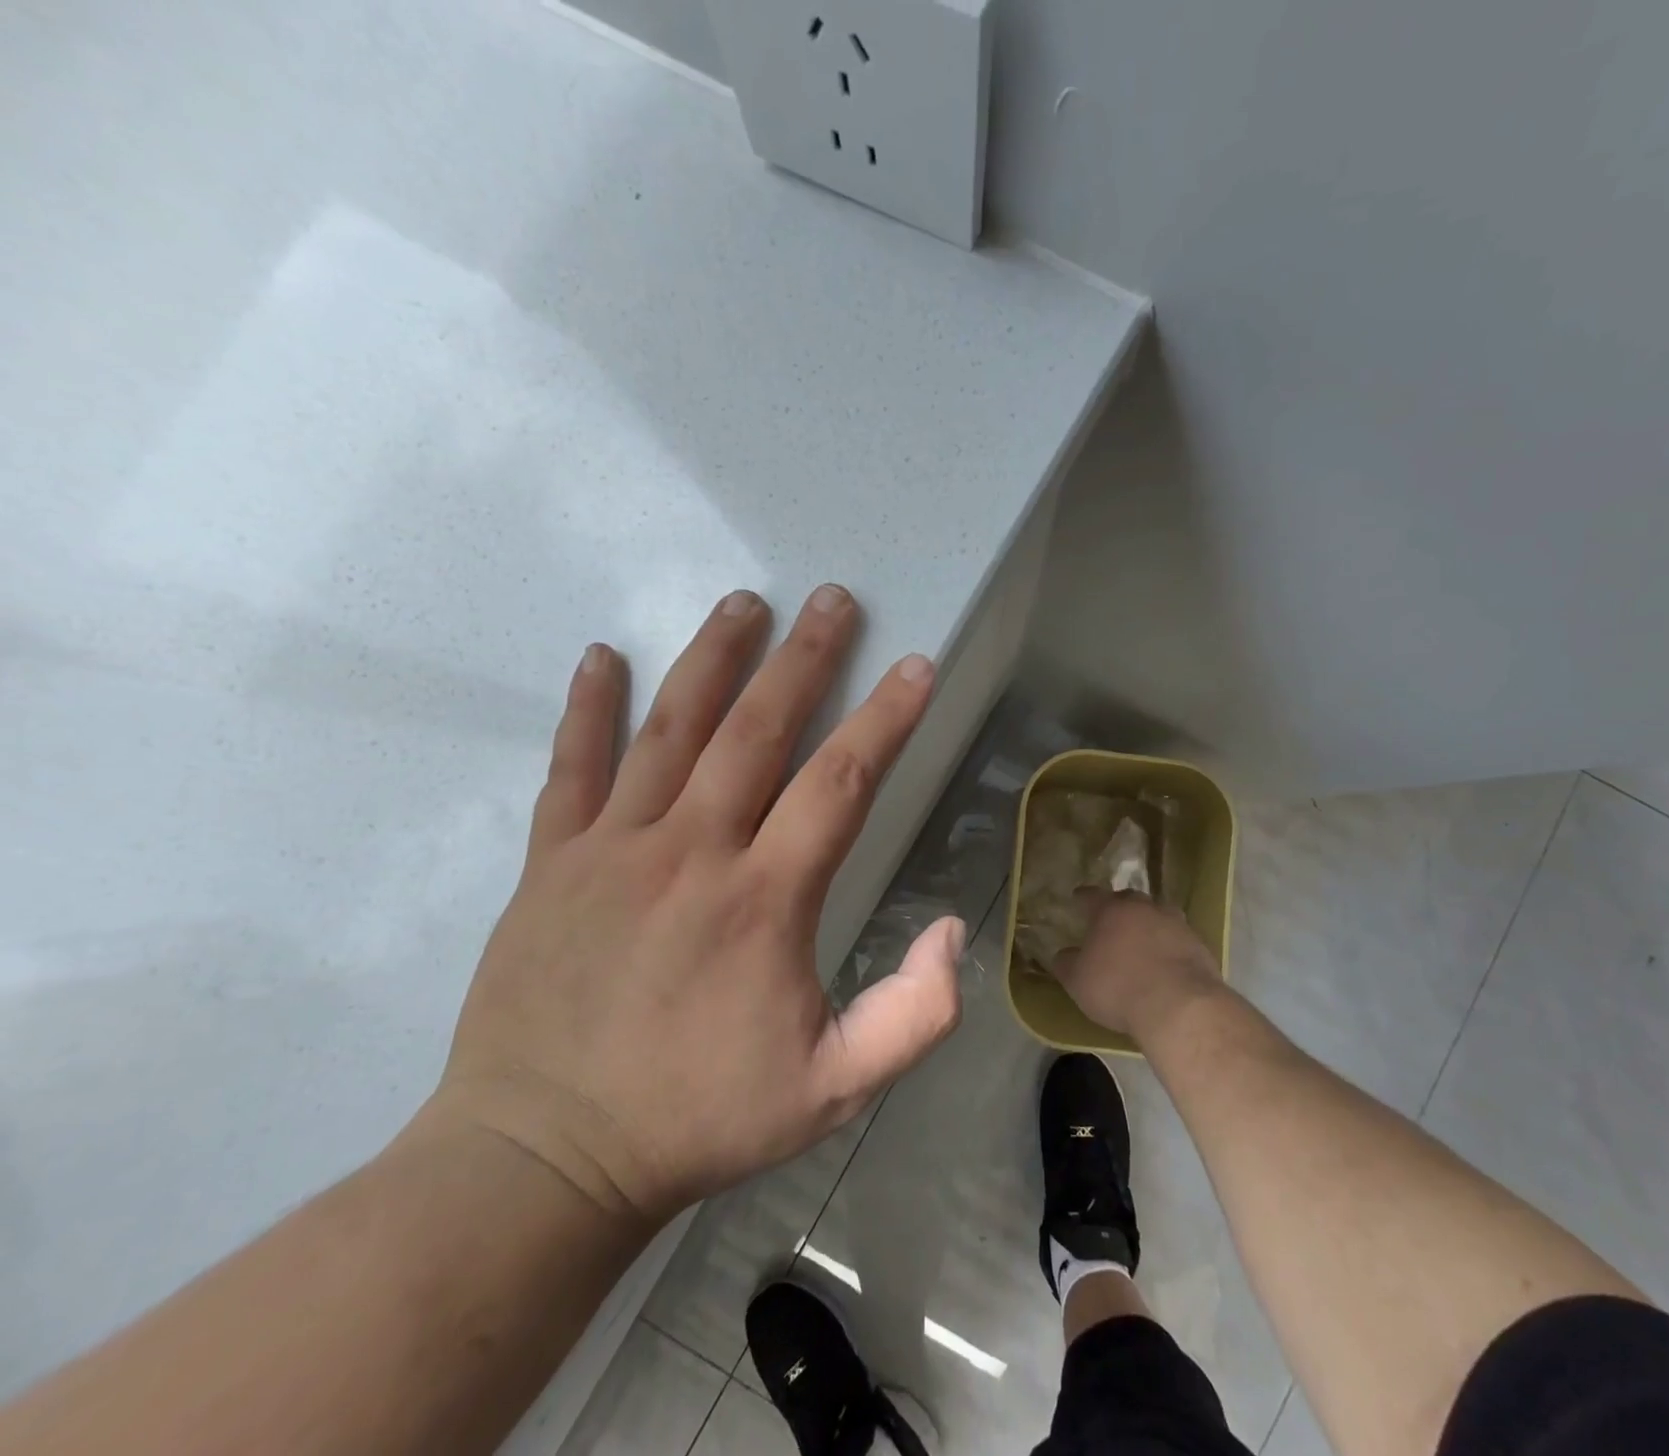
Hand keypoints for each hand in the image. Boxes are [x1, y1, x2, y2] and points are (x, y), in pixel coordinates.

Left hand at [428, 585, 963, 1228]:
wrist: (543, 1160)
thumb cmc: (697, 1120)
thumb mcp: (834, 1090)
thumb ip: (913, 1016)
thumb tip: (952, 930)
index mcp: (764, 899)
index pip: (839, 782)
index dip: (884, 719)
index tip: (913, 668)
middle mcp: (692, 852)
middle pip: (757, 731)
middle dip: (803, 659)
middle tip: (830, 599)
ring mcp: (613, 849)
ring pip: (670, 730)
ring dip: (712, 659)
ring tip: (742, 602)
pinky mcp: (551, 863)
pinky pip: (571, 769)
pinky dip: (588, 710)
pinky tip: (601, 657)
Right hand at [1053, 892, 1223, 1042]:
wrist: (1179, 1006)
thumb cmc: (1118, 988)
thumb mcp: (1078, 981)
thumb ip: (1067, 963)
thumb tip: (1064, 954)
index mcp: (1111, 911)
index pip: (1092, 895)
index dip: (1083, 897)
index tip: (1078, 898)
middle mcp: (1144, 908)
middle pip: (1129, 899)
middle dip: (1119, 907)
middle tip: (1112, 920)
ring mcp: (1176, 924)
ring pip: (1158, 914)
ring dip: (1149, 923)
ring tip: (1143, 939)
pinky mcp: (1199, 945)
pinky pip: (1179, 938)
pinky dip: (1170, 945)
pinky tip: (1166, 962)